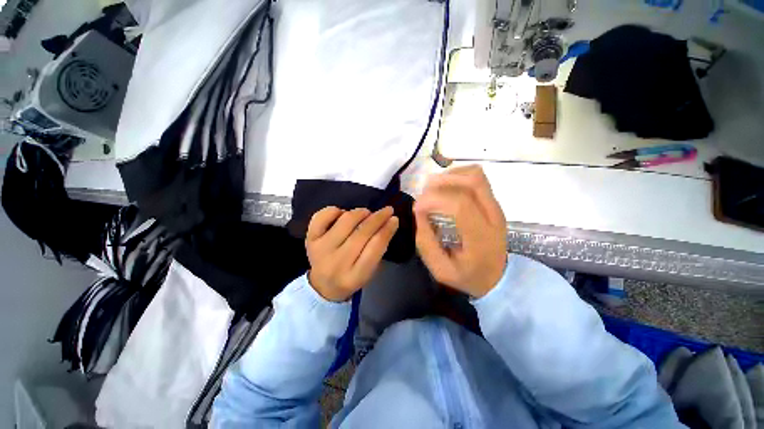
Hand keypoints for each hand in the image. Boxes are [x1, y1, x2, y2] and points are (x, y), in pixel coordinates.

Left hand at [306, 206, 398, 301]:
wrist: (323, 286)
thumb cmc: (351, 277)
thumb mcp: (369, 271)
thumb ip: (378, 250)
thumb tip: (386, 223)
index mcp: (354, 276)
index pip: (375, 248)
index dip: (387, 231)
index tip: (395, 219)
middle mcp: (336, 262)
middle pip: (361, 233)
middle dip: (378, 218)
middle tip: (387, 210)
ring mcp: (320, 249)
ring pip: (345, 221)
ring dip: (360, 213)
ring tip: (366, 213)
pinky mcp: (310, 239)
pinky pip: (322, 216)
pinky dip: (335, 210)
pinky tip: (342, 214)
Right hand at [414, 165, 507, 297]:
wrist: (499, 278)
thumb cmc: (468, 276)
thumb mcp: (441, 270)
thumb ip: (426, 242)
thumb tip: (418, 212)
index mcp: (482, 238)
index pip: (460, 204)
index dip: (434, 200)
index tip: (417, 208)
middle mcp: (493, 216)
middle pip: (470, 182)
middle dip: (440, 183)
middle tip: (422, 195)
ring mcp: (495, 206)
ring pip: (475, 175)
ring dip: (449, 176)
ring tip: (432, 189)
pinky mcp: (493, 201)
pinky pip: (477, 176)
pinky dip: (458, 175)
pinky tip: (446, 187)